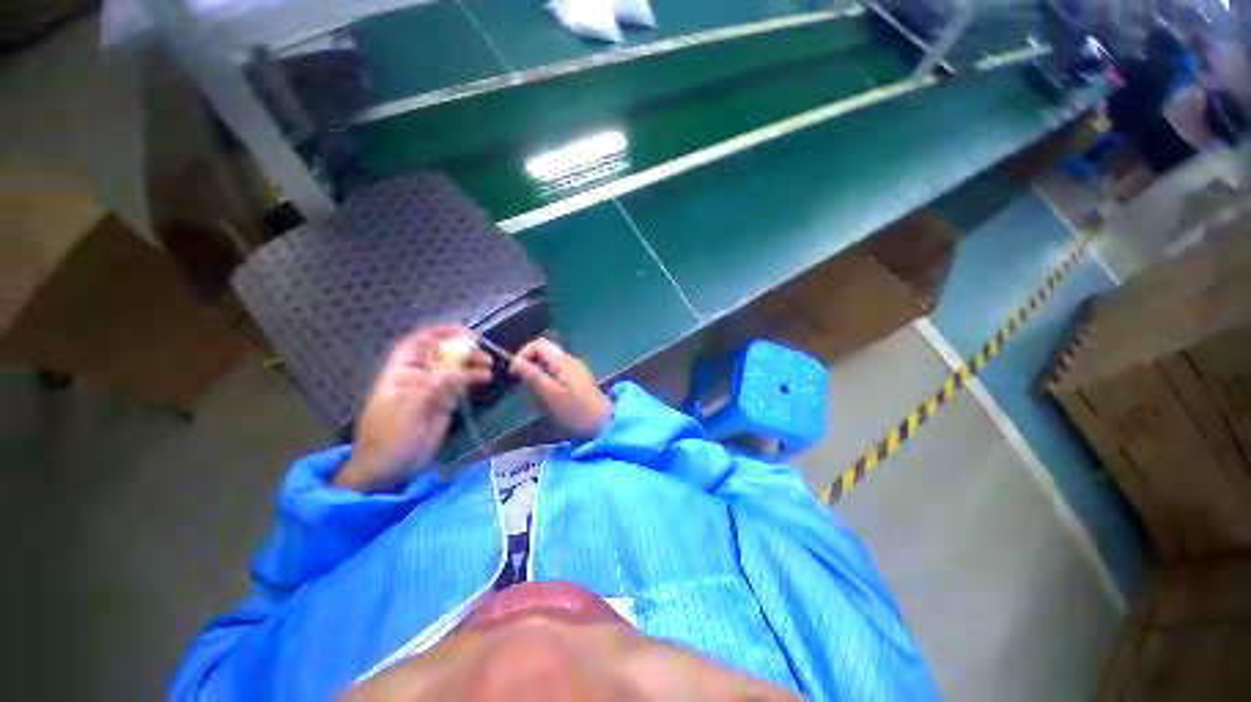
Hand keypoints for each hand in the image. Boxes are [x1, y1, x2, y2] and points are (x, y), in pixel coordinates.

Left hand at [336, 325, 492, 491]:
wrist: (388, 472)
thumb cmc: (389, 440)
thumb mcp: (407, 413)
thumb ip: (431, 389)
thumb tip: (456, 370)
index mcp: (399, 375)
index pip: (416, 345)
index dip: (437, 334)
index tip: (462, 331)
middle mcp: (416, 378)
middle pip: (440, 355)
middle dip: (461, 350)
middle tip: (483, 353)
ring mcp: (431, 391)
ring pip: (454, 369)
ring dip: (471, 364)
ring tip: (489, 366)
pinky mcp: (444, 404)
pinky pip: (460, 386)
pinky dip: (473, 379)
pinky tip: (486, 378)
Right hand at [509, 338, 611, 439]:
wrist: (602, 422)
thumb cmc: (575, 410)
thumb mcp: (550, 394)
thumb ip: (533, 375)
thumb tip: (516, 360)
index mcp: (563, 360)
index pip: (539, 344)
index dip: (523, 354)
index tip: (514, 372)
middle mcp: (570, 359)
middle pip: (545, 350)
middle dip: (530, 362)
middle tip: (521, 381)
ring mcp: (575, 368)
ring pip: (550, 361)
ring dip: (537, 370)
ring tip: (533, 390)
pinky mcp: (577, 378)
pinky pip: (557, 370)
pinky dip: (547, 376)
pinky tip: (546, 392)